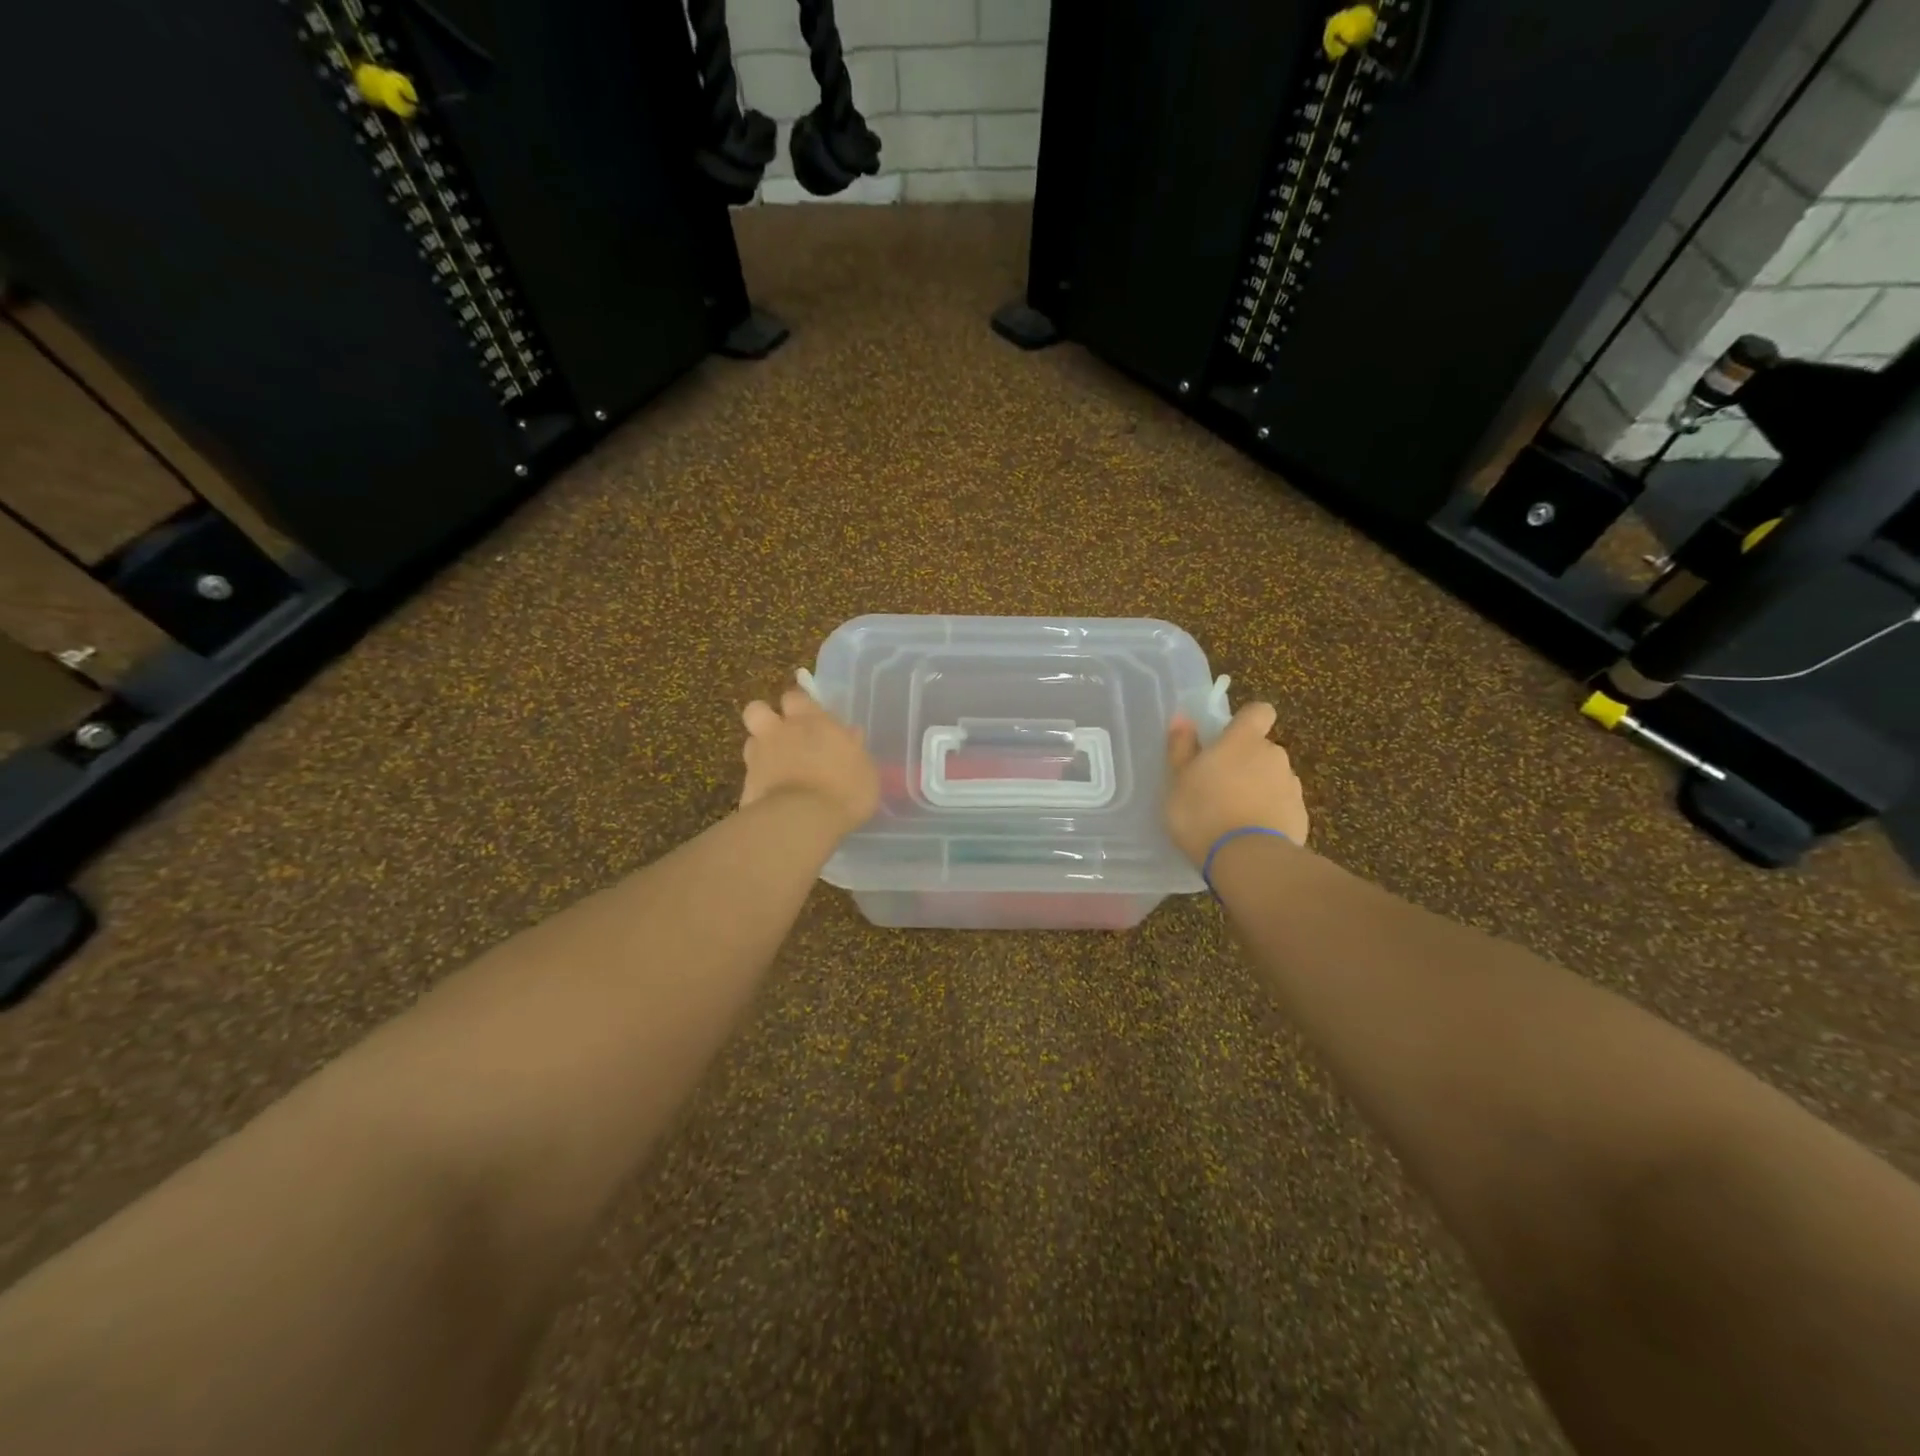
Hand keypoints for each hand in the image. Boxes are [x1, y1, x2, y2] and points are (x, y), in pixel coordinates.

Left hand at [740, 685, 880, 837]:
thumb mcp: (865, 769)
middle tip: (782, 735)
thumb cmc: (845, 790)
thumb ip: (854, 748)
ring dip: (761, 750)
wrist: (802, 820)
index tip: (808, 717)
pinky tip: (773, 797)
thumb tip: (852, 733)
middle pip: (757, 709)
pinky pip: (750, 776)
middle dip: (766, 718)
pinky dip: (760, 782)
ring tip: (777, 768)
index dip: (799, 705)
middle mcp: (780, 732)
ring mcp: (758, 758)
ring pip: (751, 742)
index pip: (795, 696)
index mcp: (811, 721)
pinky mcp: (746, 785)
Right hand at [1164, 701, 1309, 864]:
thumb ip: (1182, 747)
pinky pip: (1282, 807)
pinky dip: (1269, 815)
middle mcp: (1273, 755)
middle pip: (1262, 749)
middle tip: (1219, 787)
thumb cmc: (1202, 812)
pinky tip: (1250, 836)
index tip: (1230, 737)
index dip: (1247, 720)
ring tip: (1233, 816)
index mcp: (1243, 741)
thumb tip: (1182, 718)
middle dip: (1246, 762)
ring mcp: (1291, 786)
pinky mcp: (1301, 816)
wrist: (1246, 859)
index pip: (1259, 712)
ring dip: (1258, 789)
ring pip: (1273, 779)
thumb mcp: (1178, 780)